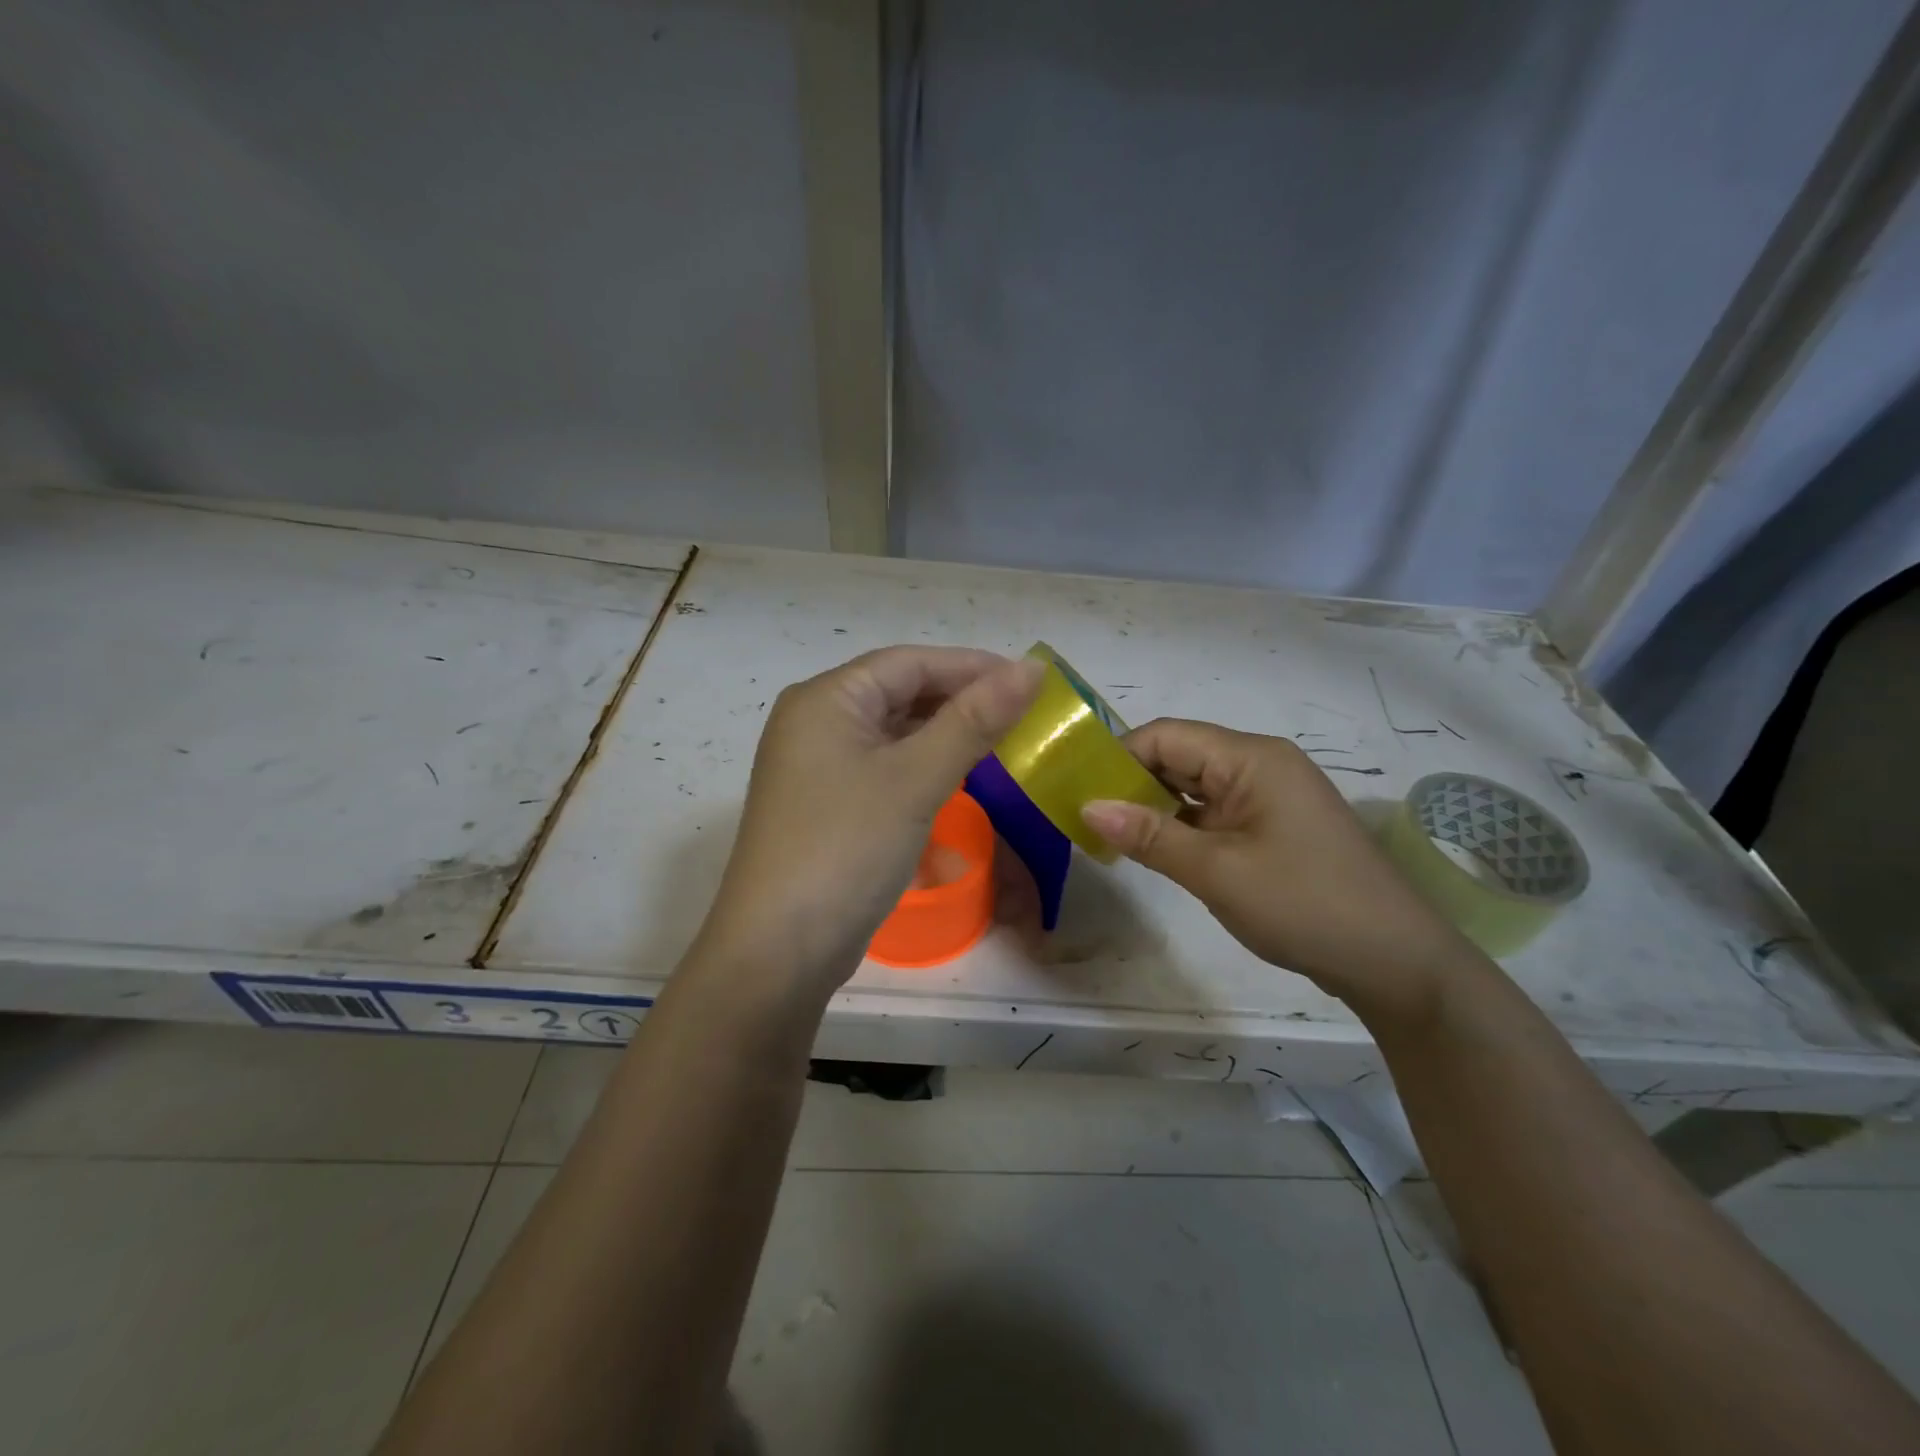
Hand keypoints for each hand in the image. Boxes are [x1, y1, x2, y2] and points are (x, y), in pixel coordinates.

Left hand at [690, 647, 1045, 1005]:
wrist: (779, 950)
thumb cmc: (846, 847)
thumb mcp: (916, 779)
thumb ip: (974, 720)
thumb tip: (1031, 669)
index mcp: (825, 699)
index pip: (909, 663)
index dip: (972, 666)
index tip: (1030, 680)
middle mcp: (814, 722)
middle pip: (898, 692)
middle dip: (960, 699)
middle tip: (1023, 714)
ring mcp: (816, 766)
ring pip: (892, 732)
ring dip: (944, 732)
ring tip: (1001, 741)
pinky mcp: (825, 804)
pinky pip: (882, 766)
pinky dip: (921, 764)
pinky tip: (957, 776)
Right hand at [1081, 719, 1481, 1023]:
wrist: (1396, 962)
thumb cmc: (1305, 904)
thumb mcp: (1217, 871)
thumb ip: (1150, 836)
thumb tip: (1087, 805)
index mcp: (1251, 758)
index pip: (1166, 736)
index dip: (1118, 757)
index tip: (1076, 788)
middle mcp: (1259, 765)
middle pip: (1179, 757)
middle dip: (1130, 782)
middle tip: (1083, 814)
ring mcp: (1268, 797)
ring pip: (1193, 787)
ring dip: (1153, 807)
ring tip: (1107, 833)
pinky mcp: (1271, 827)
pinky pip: (1212, 813)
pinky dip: (1180, 827)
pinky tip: (1151, 849)